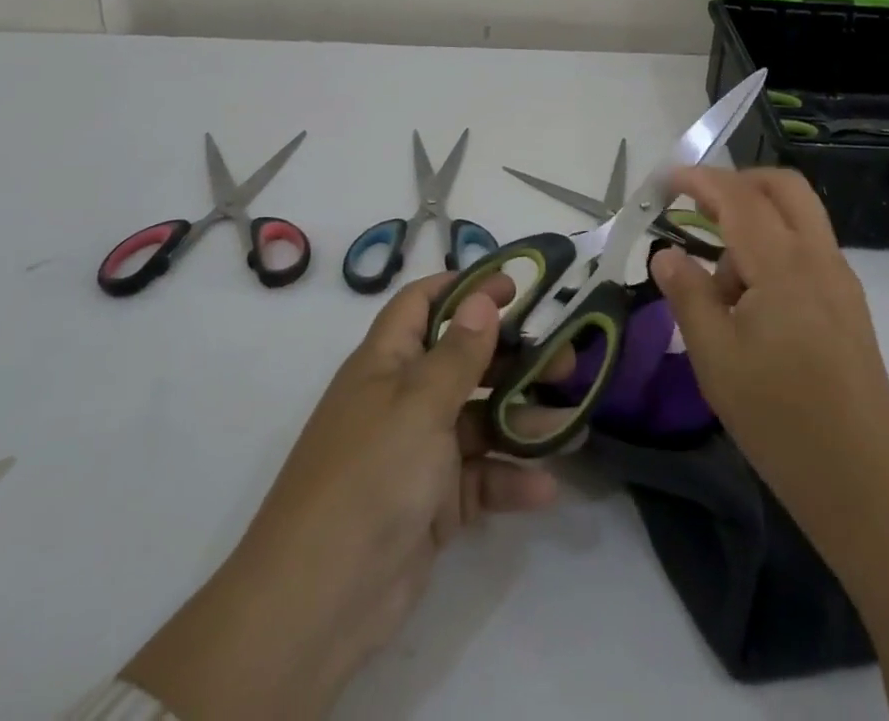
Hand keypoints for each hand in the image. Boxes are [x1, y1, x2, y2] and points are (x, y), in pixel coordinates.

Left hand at [123, 272, 561, 720]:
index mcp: (386, 363)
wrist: (319, 602)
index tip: (516, 286)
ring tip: (570, 424)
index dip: (466, 288)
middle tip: (565, 361)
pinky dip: (509, 481)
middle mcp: (402, 400)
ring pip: (479, 422)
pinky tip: (546, 487)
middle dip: (513, 358)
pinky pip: (479, 479)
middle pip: (464, 361)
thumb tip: (483, 297)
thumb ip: (459, 352)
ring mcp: (418, 454)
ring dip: (522, 422)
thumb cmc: (370, 476)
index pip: (423, 304)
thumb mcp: (419, 404)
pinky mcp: (432, 505)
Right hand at [653, 168, 888, 718]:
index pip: (738, 197)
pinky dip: (775, 247)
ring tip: (722, 284)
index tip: (667, 180)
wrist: (863, 476)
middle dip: (738, 182)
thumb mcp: (715, 357)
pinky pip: (807, 246)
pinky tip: (752, 301)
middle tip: (698, 207)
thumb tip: (665, 253)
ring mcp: (839, 277)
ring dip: (756, 220)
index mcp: (783, 265)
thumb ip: (688, 295)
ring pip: (798, 214)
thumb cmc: (779, 417)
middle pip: (783, 186)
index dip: (700, 179)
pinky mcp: (848, 300)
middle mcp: (818, 256)